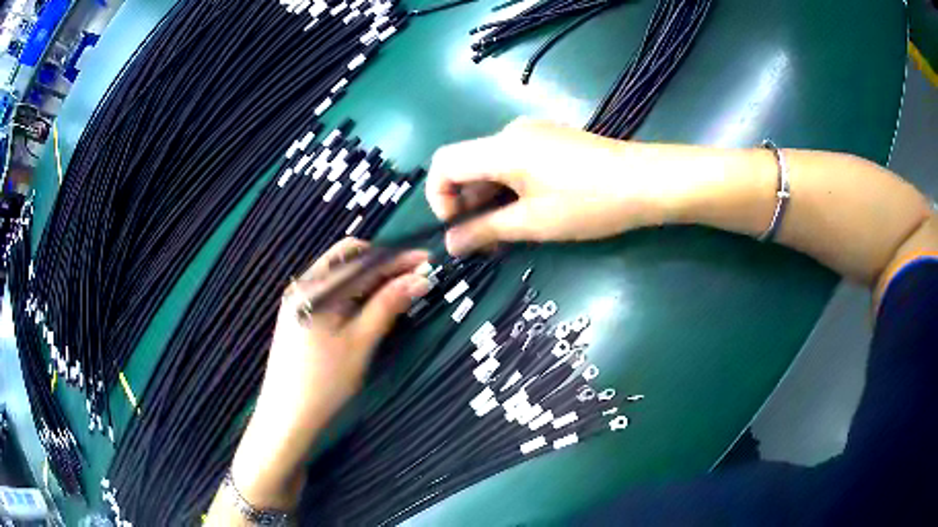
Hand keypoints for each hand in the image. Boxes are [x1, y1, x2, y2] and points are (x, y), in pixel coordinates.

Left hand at [229, 238, 429, 509]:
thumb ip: (388, 305)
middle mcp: (304, 285)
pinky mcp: (300, 314)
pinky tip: (372, 305)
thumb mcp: (360, 342)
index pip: (361, 258)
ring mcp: (299, 299)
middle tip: (415, 276)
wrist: (287, 416)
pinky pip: (333, 292)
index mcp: (314, 288)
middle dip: (383, 265)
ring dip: (371, 279)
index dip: (395, 258)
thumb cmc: (324, 382)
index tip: (426, 260)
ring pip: (341, 276)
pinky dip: (356, 293)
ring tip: (400, 290)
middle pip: (348, 260)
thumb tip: (420, 278)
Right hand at [426, 118, 668, 254]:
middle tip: (485, 241)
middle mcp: (510, 132)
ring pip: (491, 165)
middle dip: (466, 204)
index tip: (457, 227)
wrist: (647, 181)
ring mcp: (533, 133)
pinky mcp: (550, 140)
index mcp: (501, 148)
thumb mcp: (534, 222)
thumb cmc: (589, 204)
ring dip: (489, 199)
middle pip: (468, 163)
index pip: (444, 162)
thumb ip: (485, 230)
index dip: (438, 197)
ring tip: (507, 233)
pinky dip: (508, 187)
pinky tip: (528, 211)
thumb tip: (449, 244)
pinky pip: (513, 161)